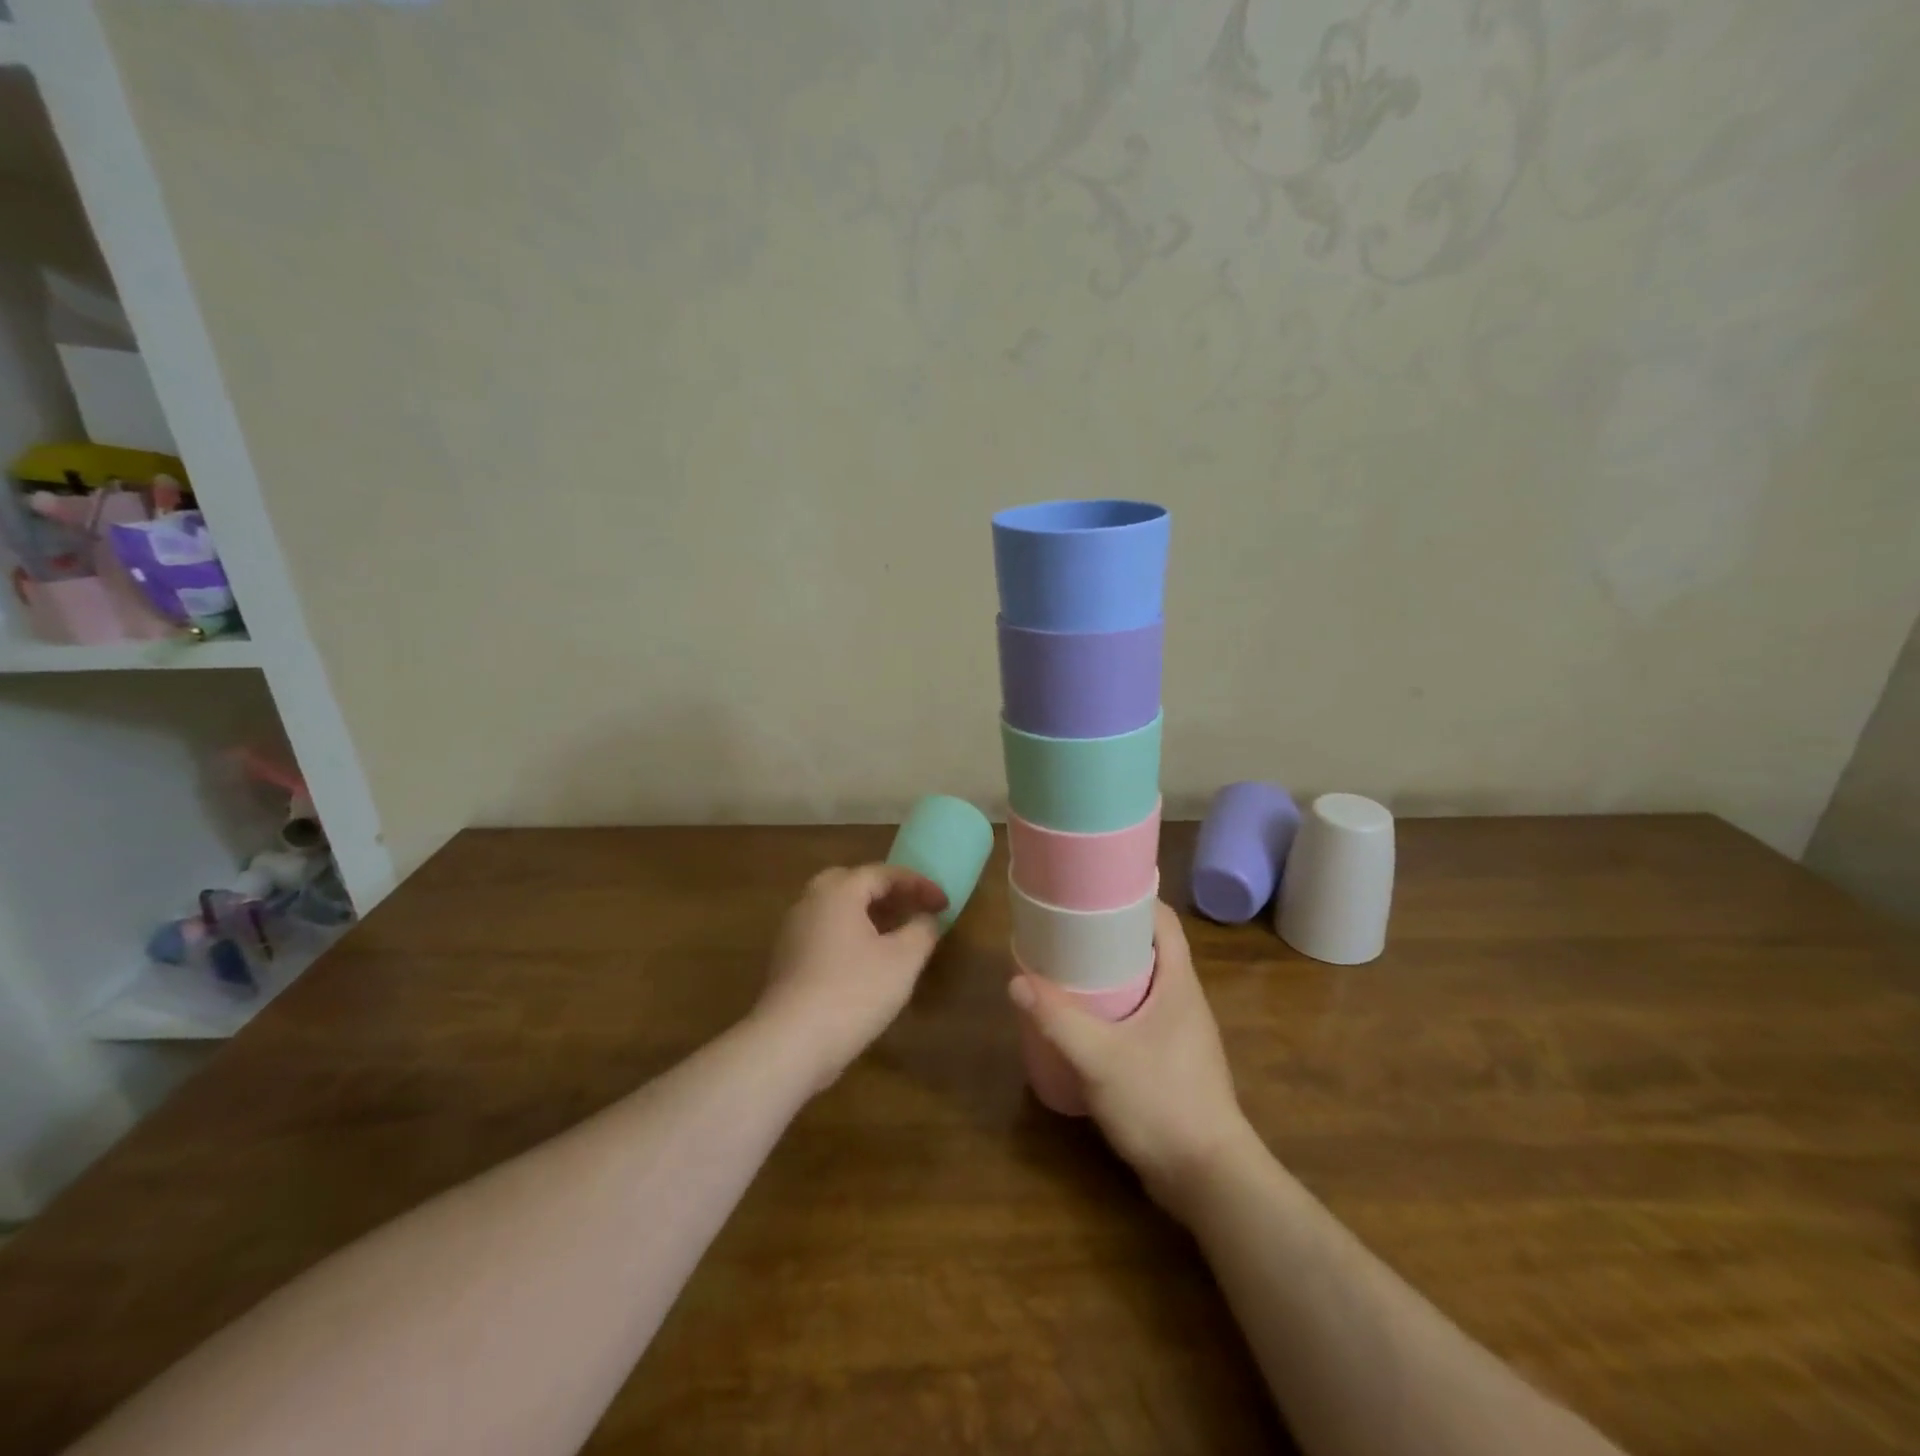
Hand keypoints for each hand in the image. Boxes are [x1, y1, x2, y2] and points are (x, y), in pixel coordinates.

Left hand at [753, 864, 948, 1093]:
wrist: (791, 1043)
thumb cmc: (854, 992)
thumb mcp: (903, 960)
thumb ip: (922, 930)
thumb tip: (926, 917)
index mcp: (838, 891)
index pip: (884, 873)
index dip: (919, 885)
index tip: (945, 904)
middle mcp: (810, 902)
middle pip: (853, 883)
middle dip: (887, 893)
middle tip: (913, 909)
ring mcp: (793, 932)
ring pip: (836, 909)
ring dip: (868, 915)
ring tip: (896, 935)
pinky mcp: (786, 961)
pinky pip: (825, 933)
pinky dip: (850, 935)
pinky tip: (868, 962)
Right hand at [1008, 902, 1250, 1216]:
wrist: (1210, 1180)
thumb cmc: (1162, 1103)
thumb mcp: (1100, 1058)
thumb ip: (1058, 1019)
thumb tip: (1016, 980)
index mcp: (1179, 984)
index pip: (1164, 922)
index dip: (1135, 899)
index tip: (1095, 892)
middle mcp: (1185, 1001)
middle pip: (1151, 950)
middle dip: (1112, 937)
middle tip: (1069, 932)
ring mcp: (1182, 1034)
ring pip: (1146, 986)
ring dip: (1113, 975)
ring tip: (1069, 971)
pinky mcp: (1174, 1063)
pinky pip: (1143, 1019)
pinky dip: (1116, 1009)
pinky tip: (1086, 1024)